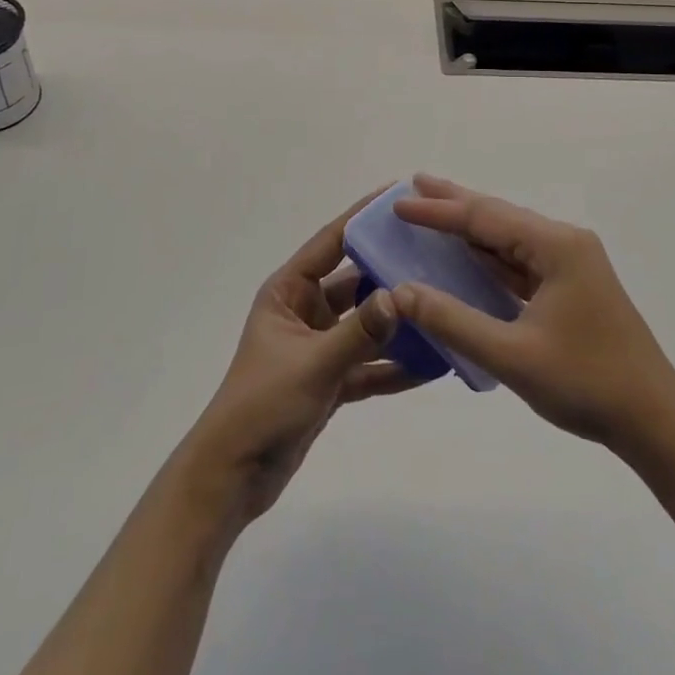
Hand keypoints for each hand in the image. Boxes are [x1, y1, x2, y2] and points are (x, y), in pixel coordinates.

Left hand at [181, 194, 416, 523]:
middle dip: (390, 270)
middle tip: (435, 252)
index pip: (331, 241)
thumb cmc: (262, 405)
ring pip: (366, 324)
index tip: (398, 195)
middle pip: (355, 280)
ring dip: (398, 321)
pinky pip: (369, 364)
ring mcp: (319, 346)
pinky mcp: (330, 381)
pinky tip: (433, 363)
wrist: (232, 479)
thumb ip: (358, 332)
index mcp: (289, 291)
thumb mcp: (312, 364)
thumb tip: (400, 295)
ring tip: (442, 305)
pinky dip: (395, 364)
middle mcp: (305, 310)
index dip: (362, 217)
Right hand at [391, 175, 674, 452]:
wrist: (655, 421)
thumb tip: (401, 292)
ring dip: (471, 229)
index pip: (485, 218)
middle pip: (499, 216)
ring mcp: (571, 264)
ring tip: (432, 213)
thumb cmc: (586, 383)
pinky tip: (469, 256)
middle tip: (412, 185)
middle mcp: (564, 243)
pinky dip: (490, 257)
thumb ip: (453, 320)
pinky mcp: (572, 286)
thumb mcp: (512, 356)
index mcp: (556, 246)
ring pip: (510, 238)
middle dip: (454, 203)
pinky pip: (521, 262)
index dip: (439, 211)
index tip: (399, 202)